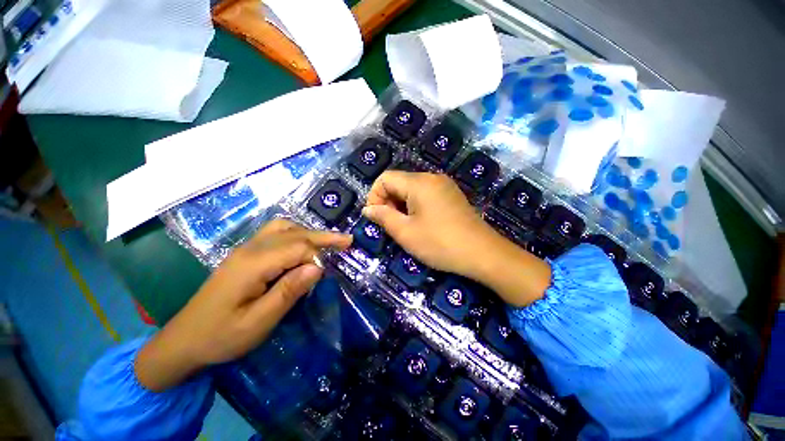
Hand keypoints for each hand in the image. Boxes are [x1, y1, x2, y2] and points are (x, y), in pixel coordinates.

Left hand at [135, 219, 351, 391]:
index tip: (322, 277)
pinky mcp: (246, 254)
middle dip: (323, 237)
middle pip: (295, 233)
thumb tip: (317, 268)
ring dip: (309, 233)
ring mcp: (246, 248)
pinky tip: (303, 245)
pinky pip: (276, 234)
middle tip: (347, 241)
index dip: (315, 258)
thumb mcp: (258, 322)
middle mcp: (251, 248)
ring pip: (285, 228)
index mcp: (253, 263)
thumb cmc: (221, 336)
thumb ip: (289, 292)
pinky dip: (296, 234)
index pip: (297, 247)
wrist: (184, 340)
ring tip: (327, 242)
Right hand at [363, 171, 549, 306]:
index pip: (386, 178)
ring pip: (412, 189)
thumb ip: (383, 217)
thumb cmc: (440, 243)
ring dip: (401, 205)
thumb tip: (368, 209)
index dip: (374, 196)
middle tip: (391, 225)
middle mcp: (432, 177)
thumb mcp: (405, 232)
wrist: (483, 254)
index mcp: (419, 182)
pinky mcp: (451, 195)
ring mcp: (444, 186)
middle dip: (388, 201)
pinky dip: (415, 206)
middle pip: (399, 182)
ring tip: (405, 227)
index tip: (376, 217)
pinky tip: (420, 223)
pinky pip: (425, 195)